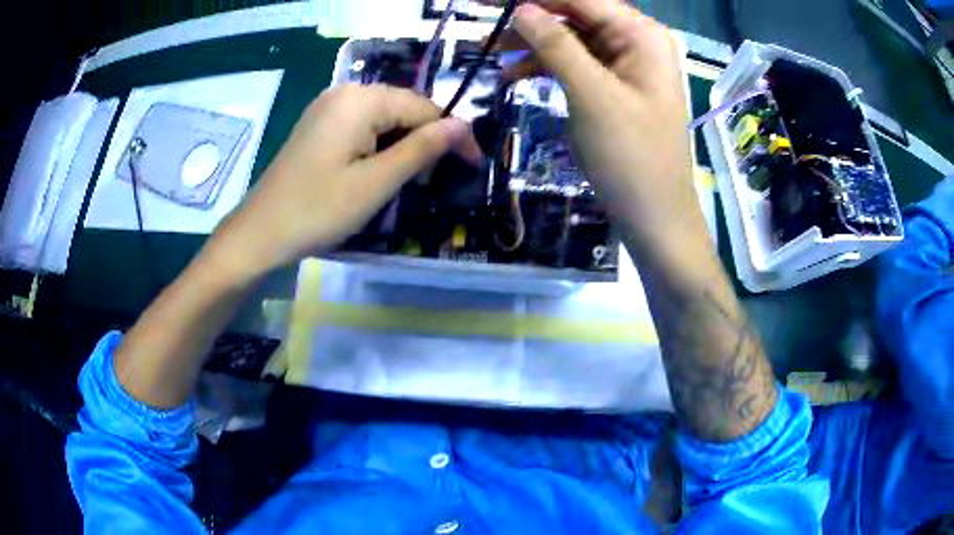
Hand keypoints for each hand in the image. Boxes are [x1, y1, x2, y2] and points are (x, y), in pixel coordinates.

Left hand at [208, 84, 481, 280]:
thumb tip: (463, 125)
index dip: (452, 135)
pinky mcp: (319, 125)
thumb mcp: (377, 183)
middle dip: (426, 139)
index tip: (473, 165)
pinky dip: (379, 146)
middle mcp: (344, 93)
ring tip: (413, 179)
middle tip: (440, 178)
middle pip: (403, 108)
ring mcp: (328, 108)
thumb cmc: (318, 210)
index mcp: (360, 100)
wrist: (260, 233)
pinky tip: (380, 169)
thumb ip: (422, 149)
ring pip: (383, 118)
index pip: (423, 108)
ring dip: (404, 144)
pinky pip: (362, 126)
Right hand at [502, 0, 698, 254]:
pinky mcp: (613, 85)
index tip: (486, 0)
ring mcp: (625, 63)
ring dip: (530, 43)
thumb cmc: (631, 158)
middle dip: (528, 17)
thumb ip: (556, 45)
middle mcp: (635, 40)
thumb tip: (520, 8)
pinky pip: (574, 63)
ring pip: (569, 38)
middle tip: (482, 22)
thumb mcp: (592, 96)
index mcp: (640, 34)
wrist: (654, 216)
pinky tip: (512, 76)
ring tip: (488, 51)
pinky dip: (544, 66)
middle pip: (573, 14)